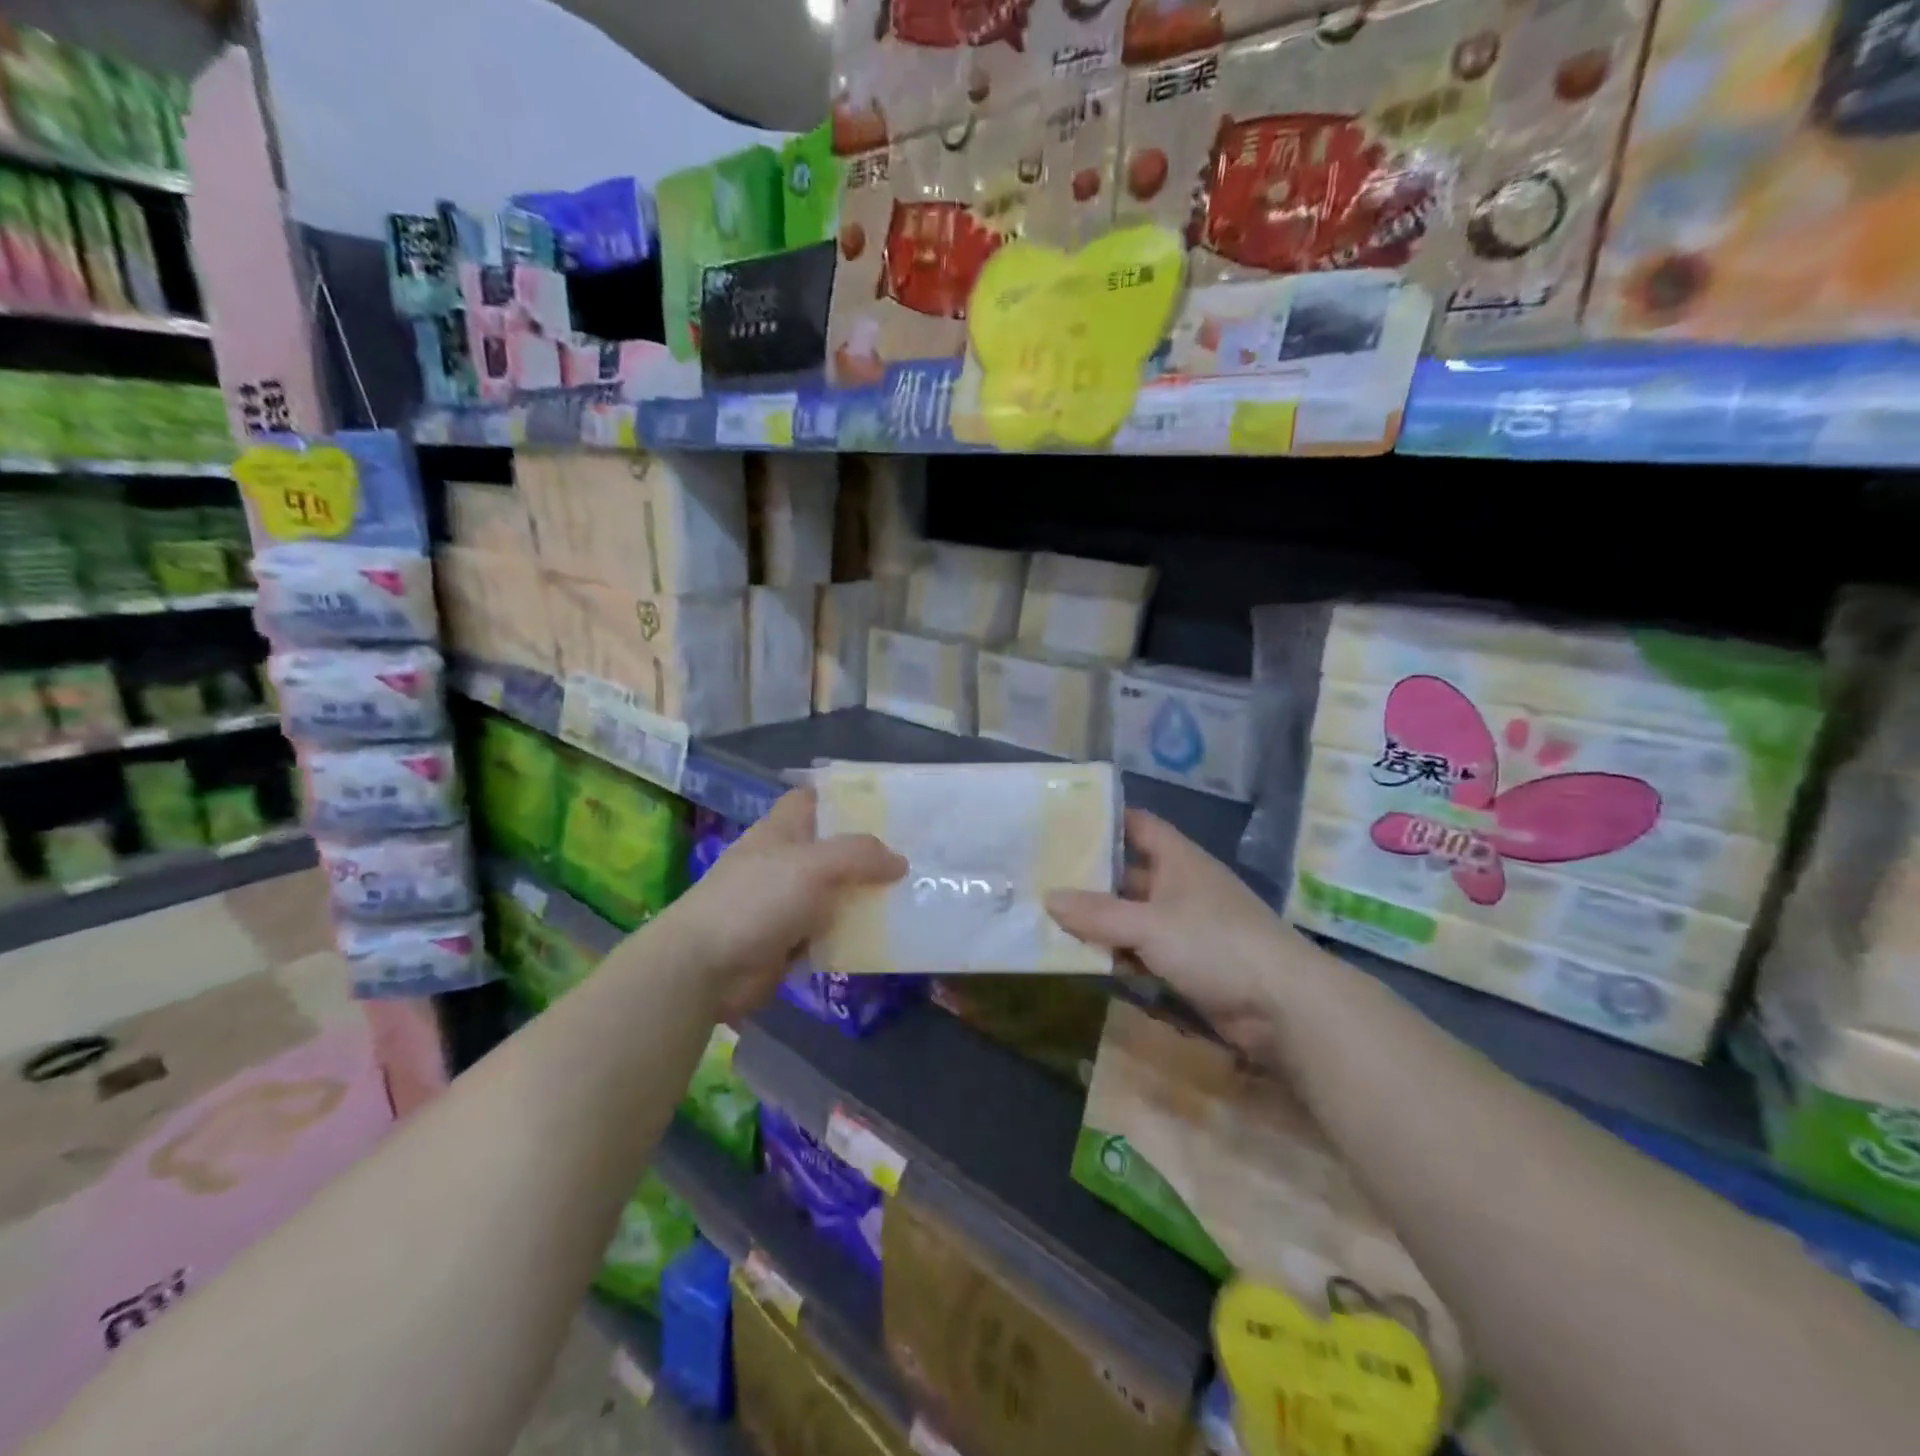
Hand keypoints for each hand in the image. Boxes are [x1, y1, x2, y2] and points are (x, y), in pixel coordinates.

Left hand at [670, 788, 904, 1018]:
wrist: (706, 967)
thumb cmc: (757, 899)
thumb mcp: (814, 865)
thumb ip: (860, 855)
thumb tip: (900, 861)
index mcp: (781, 830)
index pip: (813, 800)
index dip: (844, 798)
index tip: (886, 805)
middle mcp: (784, 861)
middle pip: (832, 848)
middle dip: (868, 852)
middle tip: (915, 854)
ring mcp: (786, 903)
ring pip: (836, 893)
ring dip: (866, 897)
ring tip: (914, 895)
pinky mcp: (789, 941)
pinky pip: (831, 932)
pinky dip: (853, 934)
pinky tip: (888, 935)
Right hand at [1046, 809, 1307, 1063]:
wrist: (1284, 1006)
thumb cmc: (1215, 943)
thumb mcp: (1150, 924)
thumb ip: (1097, 914)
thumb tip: (1048, 898)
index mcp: (1178, 860)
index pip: (1138, 825)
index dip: (1105, 819)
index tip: (1064, 822)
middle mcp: (1181, 886)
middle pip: (1129, 873)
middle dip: (1091, 876)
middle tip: (1042, 875)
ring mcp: (1186, 926)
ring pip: (1133, 915)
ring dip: (1101, 920)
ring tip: (1051, 918)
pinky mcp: (1189, 963)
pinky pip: (1144, 950)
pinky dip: (1119, 953)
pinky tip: (1087, 959)